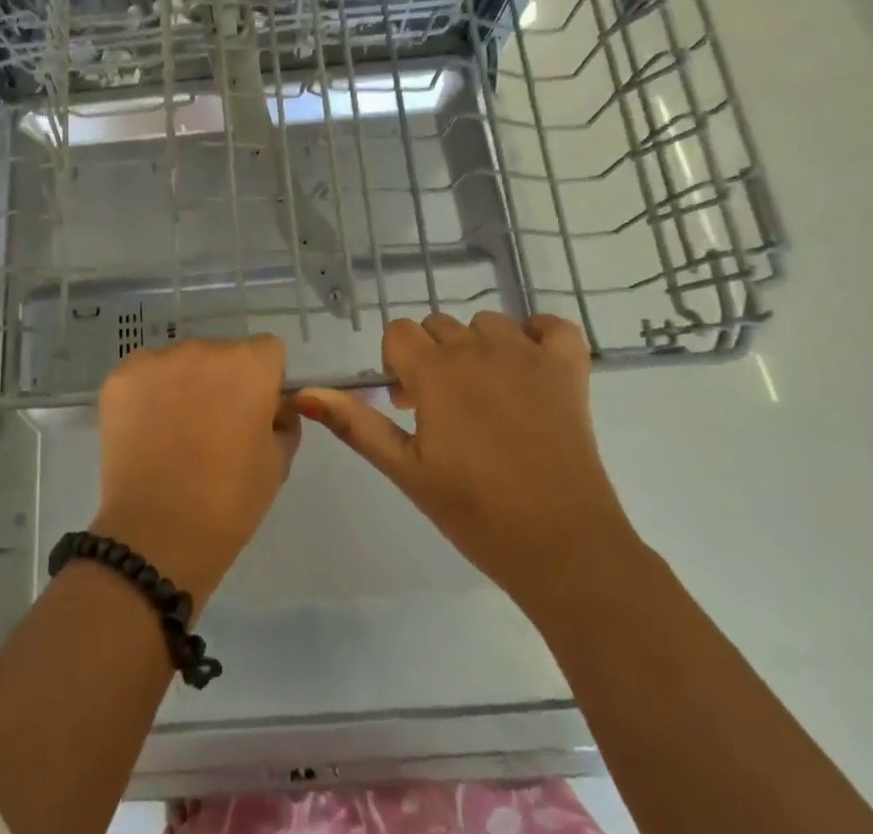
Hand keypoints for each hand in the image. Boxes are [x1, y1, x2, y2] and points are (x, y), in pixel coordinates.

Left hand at [88, 334, 299, 605]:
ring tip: (173, 434)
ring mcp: (158, 359)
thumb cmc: (229, 501)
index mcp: (249, 365)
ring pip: (179, 363)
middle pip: (220, 354)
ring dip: (182, 385)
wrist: (158, 535)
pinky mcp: (120, 377)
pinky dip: (147, 395)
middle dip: (221, 381)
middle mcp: (204, 349)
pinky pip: (143, 375)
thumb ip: (282, 421)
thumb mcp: (277, 463)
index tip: (253, 412)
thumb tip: (273, 406)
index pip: (266, 351)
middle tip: (212, 428)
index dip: (263, 380)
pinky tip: (145, 432)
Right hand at [297, 312, 636, 608]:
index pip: (398, 333)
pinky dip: (538, 337)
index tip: (409, 405)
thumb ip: (355, 423)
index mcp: (435, 370)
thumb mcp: (405, 470)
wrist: (562, 547)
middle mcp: (478, 348)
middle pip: (438, 326)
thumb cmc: (475, 512)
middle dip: (432, 359)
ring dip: (478, 349)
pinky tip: (530, 368)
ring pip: (486, 324)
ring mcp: (527, 354)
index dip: (396, 365)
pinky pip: (551, 326)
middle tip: (443, 412)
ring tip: (486, 398)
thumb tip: (303, 392)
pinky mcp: (569, 369)